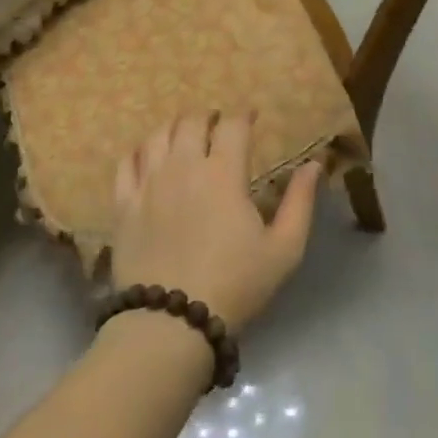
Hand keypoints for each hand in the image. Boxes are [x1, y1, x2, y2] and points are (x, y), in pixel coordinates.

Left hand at [110, 112, 320, 334]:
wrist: (171, 321)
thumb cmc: (236, 284)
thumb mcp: (284, 249)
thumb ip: (300, 202)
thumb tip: (314, 164)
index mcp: (224, 173)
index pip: (233, 125)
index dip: (244, 115)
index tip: (251, 117)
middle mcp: (183, 167)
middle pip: (192, 121)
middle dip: (208, 117)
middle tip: (218, 126)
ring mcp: (148, 183)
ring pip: (157, 135)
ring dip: (175, 128)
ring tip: (184, 136)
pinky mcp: (123, 204)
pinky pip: (126, 162)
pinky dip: (139, 151)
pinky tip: (147, 156)